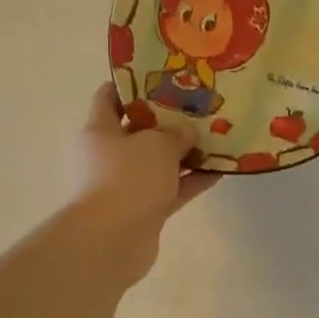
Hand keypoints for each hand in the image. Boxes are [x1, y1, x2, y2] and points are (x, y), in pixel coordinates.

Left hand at [69, 83, 219, 285]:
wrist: (110, 241)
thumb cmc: (126, 178)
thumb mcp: (156, 144)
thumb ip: (175, 134)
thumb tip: (186, 133)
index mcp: (98, 131)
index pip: (109, 98)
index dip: (132, 85)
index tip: (162, 77)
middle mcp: (107, 156)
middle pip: (139, 131)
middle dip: (168, 121)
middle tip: (199, 108)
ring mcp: (124, 186)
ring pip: (158, 163)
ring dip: (185, 154)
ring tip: (217, 138)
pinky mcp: (142, 211)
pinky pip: (170, 190)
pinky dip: (191, 182)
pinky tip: (220, 171)